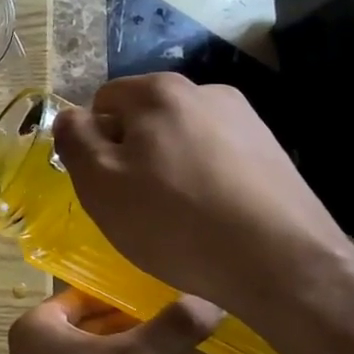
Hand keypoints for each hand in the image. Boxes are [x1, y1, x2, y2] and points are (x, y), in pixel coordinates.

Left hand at [0, 290, 223, 353]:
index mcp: (40, 325)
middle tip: (181, 314)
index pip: (86, 293)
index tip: (166, 287)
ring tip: (178, 344)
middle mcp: (39, 349)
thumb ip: (175, 328)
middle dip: (135, 322)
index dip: (125, 290)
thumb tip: (213, 299)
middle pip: (94, 324)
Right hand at [51, 74, 352, 325]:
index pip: (103, 102)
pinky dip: (205, 180)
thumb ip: (74, 139)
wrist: (282, 263)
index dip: (94, 143)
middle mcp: (205, 91)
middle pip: (144, 118)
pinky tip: (213, 218)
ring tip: (178, 217)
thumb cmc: (174, 221)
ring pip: (181, 139)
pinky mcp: (273, 150)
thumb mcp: (100, 183)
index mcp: (159, 92)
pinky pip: (216, 158)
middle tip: (137, 205)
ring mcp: (245, 119)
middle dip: (133, 154)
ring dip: (169, 167)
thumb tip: (71, 117)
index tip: (105, 184)